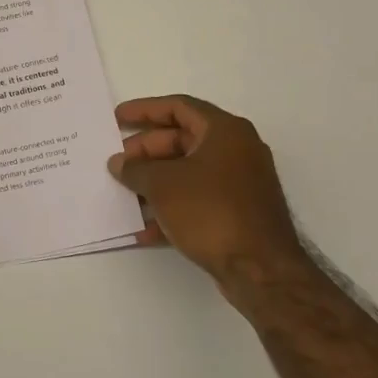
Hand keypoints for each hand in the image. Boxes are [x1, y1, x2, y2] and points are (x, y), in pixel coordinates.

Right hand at [108, 95, 305, 294]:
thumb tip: (118, 164)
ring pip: (187, 172)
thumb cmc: (211, 211)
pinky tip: (143, 228)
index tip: (117, 118)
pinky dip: (171, 208)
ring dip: (154, 181)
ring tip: (124, 193)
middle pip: (182, 140)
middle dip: (146, 151)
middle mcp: (236, 151)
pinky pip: (197, 200)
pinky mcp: (237, 214)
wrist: (260, 271)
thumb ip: (136, 169)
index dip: (144, 110)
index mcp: (225, 131)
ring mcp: (239, 184)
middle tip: (117, 163)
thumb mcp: (163, 184)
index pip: (178, 107)